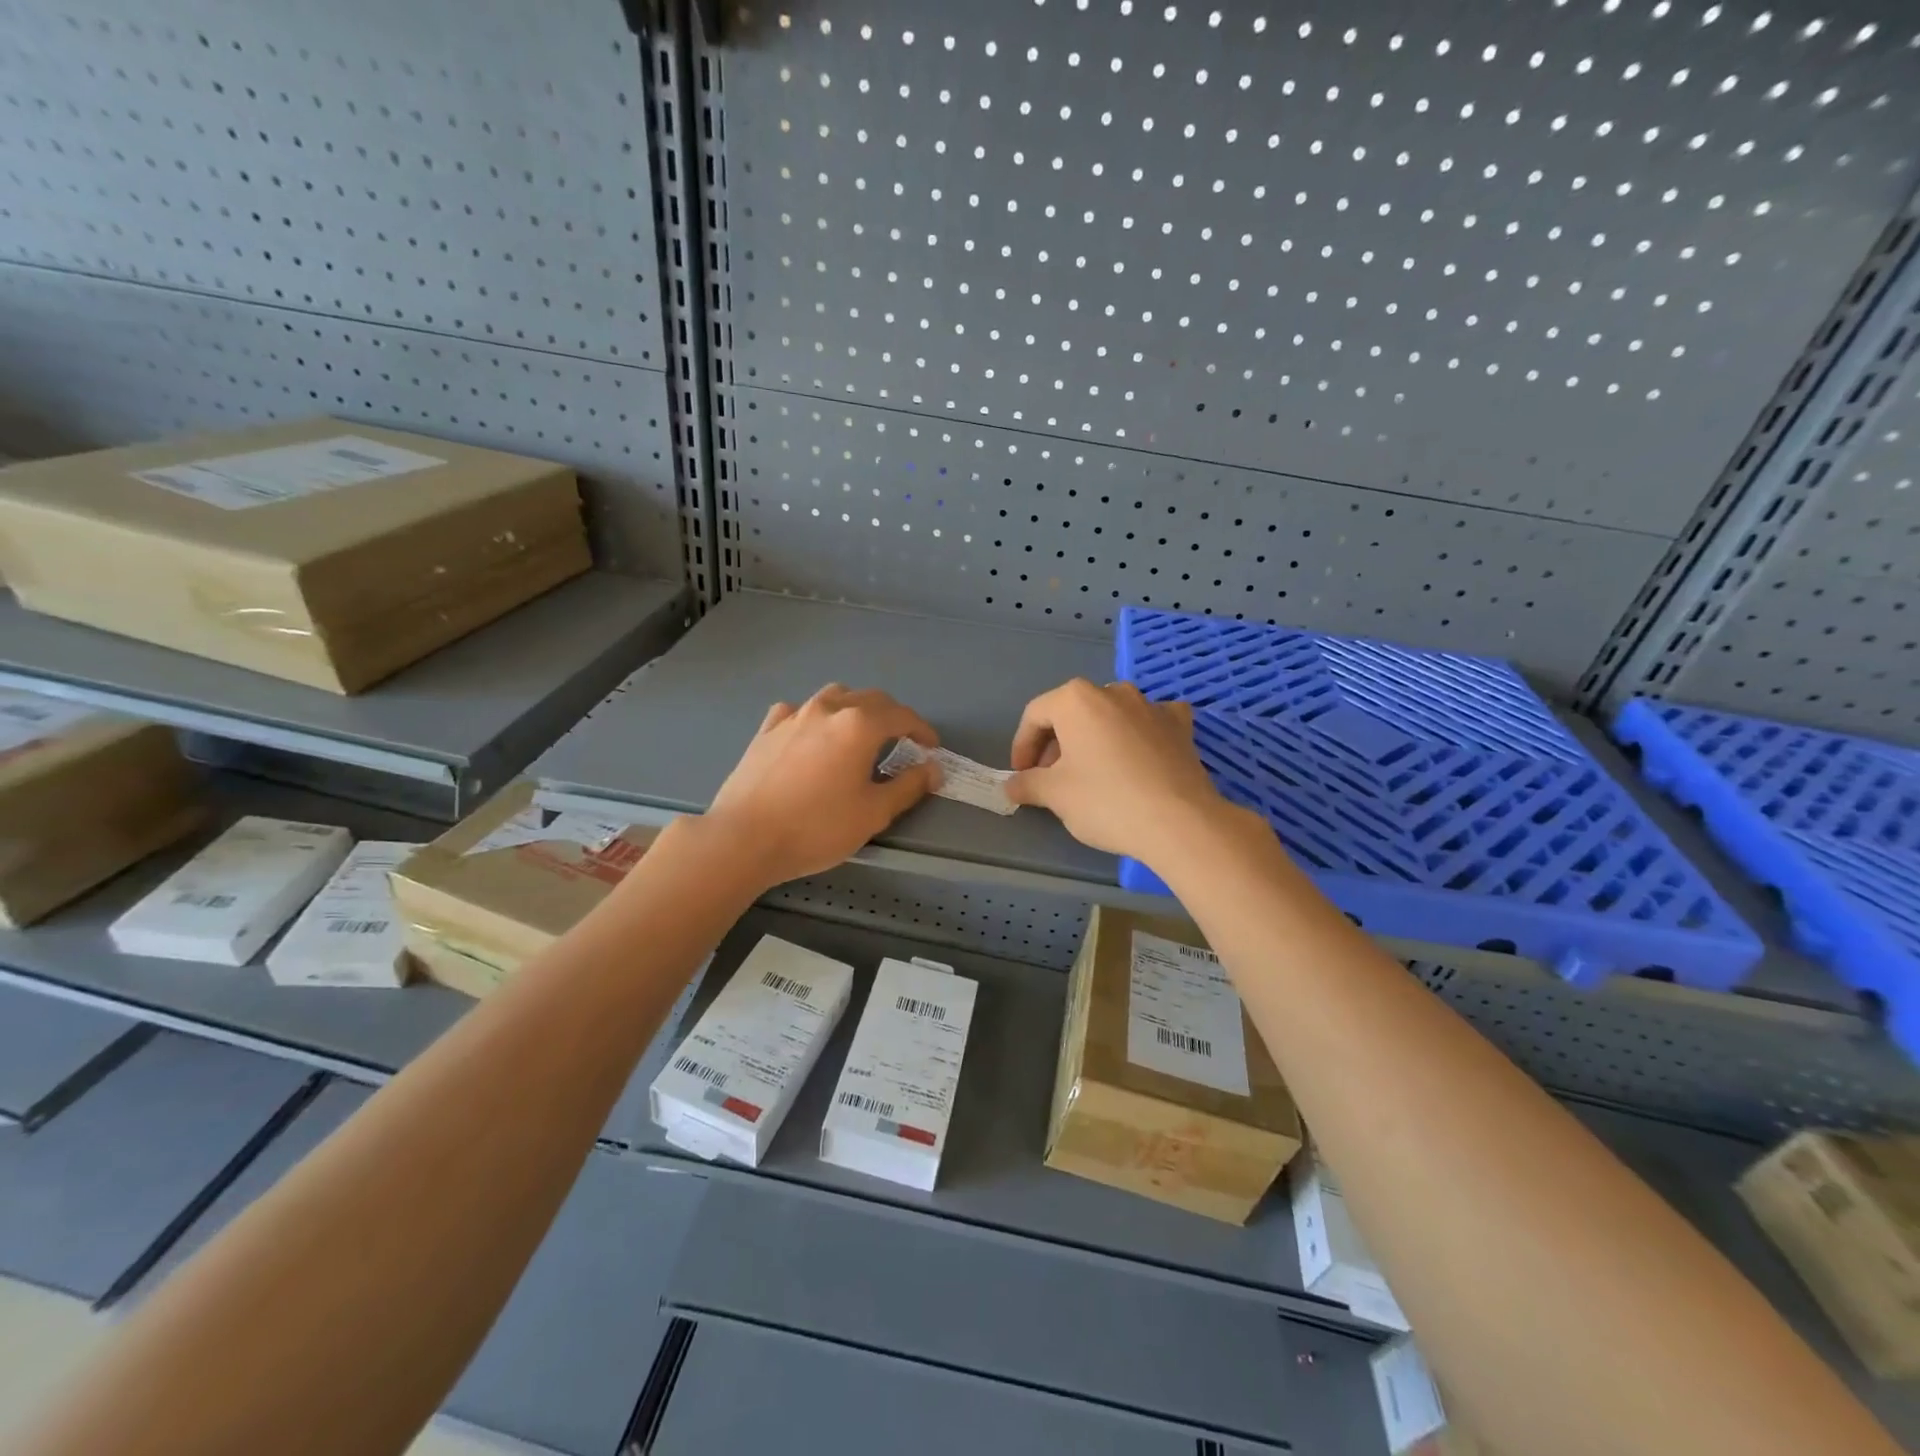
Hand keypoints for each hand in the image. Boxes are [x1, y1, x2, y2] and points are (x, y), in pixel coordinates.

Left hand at [703, 684, 940, 886]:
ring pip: (834, 697)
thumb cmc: (816, 827)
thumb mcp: (873, 813)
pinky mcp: (766, 730)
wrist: (744, 838)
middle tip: (903, 741)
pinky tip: (812, 736)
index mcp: (858, 725)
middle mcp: (827, 709)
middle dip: (892, 716)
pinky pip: (798, 711)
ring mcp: (792, 716)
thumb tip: (933, 768)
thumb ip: (908, 786)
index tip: (931, 747)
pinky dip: (815, 718)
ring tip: (860, 733)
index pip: (901, 716)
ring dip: (855, 709)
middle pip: (869, 699)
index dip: (922, 730)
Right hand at [1005, 679, 1232, 863]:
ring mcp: (1151, 705)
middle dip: (1056, 743)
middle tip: (1051, 778)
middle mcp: (1113, 691)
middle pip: (1072, 713)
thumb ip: (1027, 783)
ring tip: (1090, 772)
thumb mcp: (1055, 795)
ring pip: (1110, 715)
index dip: (1022, 746)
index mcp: (1076, 699)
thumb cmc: (1106, 801)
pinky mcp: (1180, 725)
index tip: (1021, 775)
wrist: (1179, 822)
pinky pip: (1149, 722)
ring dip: (1094, 738)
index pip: (1035, 715)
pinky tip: (1137, 756)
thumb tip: (1012, 785)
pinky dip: (1137, 734)